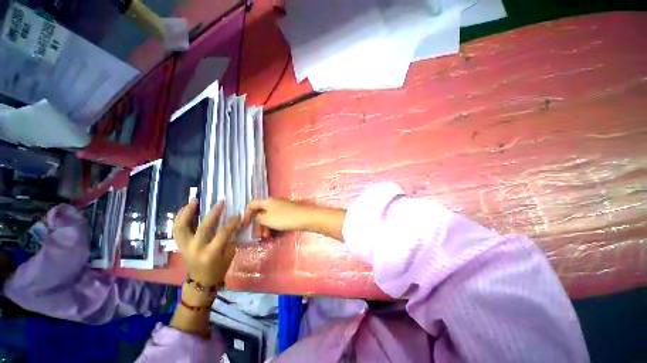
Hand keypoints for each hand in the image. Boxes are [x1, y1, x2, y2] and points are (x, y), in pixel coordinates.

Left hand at [173, 199, 238, 287]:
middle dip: (213, 213)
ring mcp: (184, 247)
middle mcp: (195, 249)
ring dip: (187, 212)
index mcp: (210, 254)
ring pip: (182, 226)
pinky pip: (177, 229)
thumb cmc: (218, 268)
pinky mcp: (179, 245)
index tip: (238, 215)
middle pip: (203, 227)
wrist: (201, 281)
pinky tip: (185, 209)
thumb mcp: (229, 254)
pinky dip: (180, 218)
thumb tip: (234, 222)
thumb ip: (230, 238)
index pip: (223, 234)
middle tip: (220, 202)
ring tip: (194, 201)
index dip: (232, 223)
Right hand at [243, 198, 346, 240]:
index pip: (251, 204)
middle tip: (259, 236)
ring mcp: (282, 208)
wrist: (306, 217)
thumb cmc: (284, 218)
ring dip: (266, 228)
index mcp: (267, 201)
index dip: (246, 215)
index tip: (244, 227)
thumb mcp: (267, 219)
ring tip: (267, 238)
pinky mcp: (289, 213)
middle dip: (258, 225)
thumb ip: (258, 219)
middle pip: (261, 212)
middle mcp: (274, 202)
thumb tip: (258, 218)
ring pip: (269, 217)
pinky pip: (277, 220)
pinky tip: (275, 235)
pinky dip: (274, 227)